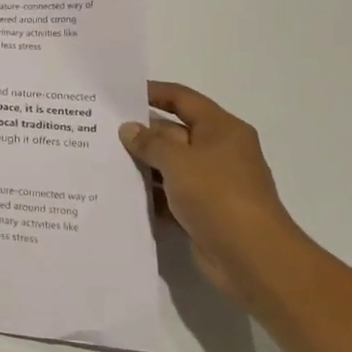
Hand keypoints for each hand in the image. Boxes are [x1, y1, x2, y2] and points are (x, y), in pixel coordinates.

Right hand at [120, 82, 311, 307]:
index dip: (153, 92)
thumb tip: (129, 129)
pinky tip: (119, 193)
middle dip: (140, 132)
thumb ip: (150, 142)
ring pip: (168, 165)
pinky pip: (169, 194)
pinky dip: (149, 194)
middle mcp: (218, 152)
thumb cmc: (218, 196)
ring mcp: (211, 183)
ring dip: (141, 165)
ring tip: (101, 159)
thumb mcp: (179, 160)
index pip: (183, 99)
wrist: (252, 259)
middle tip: (99, 129)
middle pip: (173, 132)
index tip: (119, 94)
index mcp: (221, 130)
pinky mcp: (202, 211)